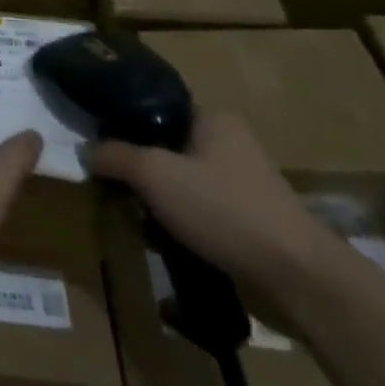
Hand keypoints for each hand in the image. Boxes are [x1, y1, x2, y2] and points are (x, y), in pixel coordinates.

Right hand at [85, 110, 329, 299]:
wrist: (298, 278)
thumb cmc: (223, 209)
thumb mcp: (154, 174)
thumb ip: (114, 155)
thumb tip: (86, 150)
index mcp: (213, 119)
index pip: (155, 107)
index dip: (123, 122)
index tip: (99, 144)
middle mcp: (230, 144)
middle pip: (164, 147)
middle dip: (138, 171)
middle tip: (114, 187)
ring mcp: (242, 184)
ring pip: (179, 183)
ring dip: (156, 201)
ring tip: (136, 219)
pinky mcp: (248, 220)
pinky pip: (198, 211)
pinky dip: (178, 223)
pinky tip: (163, 241)